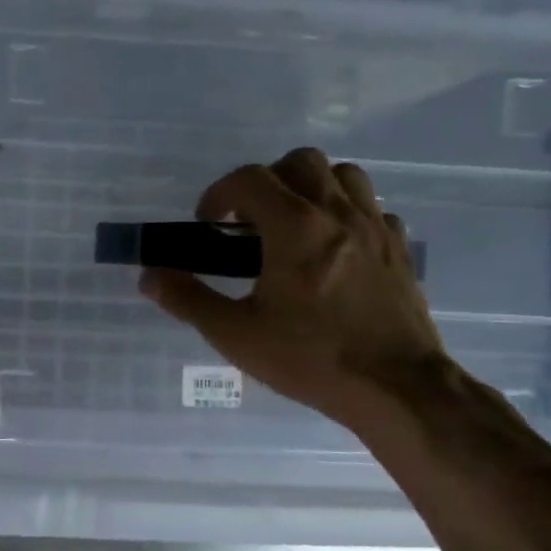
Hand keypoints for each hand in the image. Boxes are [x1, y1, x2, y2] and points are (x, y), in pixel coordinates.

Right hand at [138, 148, 448, 428]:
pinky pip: (372, 209)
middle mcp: (337, 214)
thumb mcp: (235, 334)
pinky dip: (346, 214)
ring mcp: (376, 228)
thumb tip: (149, 276)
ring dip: (310, 187)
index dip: (218, 193)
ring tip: (291, 225)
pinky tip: (332, 248)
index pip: (249, 178)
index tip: (207, 223)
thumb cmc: (310, 358)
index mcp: (295, 227)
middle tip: (248, 220)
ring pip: (343, 176)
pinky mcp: (400, 249)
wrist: (397, 388)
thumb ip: (187, 299)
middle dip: (265, 180)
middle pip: (300, 162)